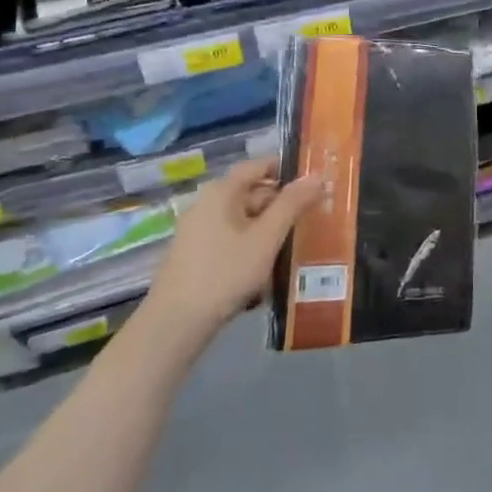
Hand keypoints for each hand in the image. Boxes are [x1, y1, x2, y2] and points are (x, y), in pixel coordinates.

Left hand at [142, 159, 321, 346]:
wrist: (174, 326)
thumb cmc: (224, 273)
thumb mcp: (266, 238)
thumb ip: (292, 205)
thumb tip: (317, 175)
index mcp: (221, 191)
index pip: (257, 165)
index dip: (285, 169)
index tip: (312, 182)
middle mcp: (206, 204)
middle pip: (251, 194)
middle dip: (281, 206)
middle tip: (310, 219)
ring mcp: (197, 232)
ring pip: (242, 221)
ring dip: (268, 232)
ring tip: (294, 248)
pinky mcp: (194, 257)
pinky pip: (230, 242)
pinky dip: (250, 249)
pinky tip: (266, 273)